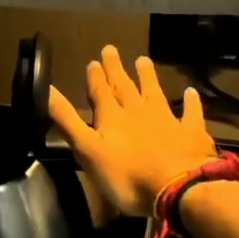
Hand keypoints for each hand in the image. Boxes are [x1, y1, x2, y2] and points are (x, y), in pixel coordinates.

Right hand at [49, 46, 217, 217]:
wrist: (178, 188)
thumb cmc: (126, 175)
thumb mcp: (87, 149)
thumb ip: (67, 120)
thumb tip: (46, 89)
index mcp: (112, 117)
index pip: (100, 91)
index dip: (95, 77)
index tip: (93, 61)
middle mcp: (138, 111)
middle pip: (125, 86)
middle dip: (116, 69)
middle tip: (111, 49)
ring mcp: (167, 120)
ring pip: (154, 92)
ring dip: (148, 77)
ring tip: (143, 59)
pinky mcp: (191, 133)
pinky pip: (190, 113)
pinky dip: (190, 102)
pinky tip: (192, 92)